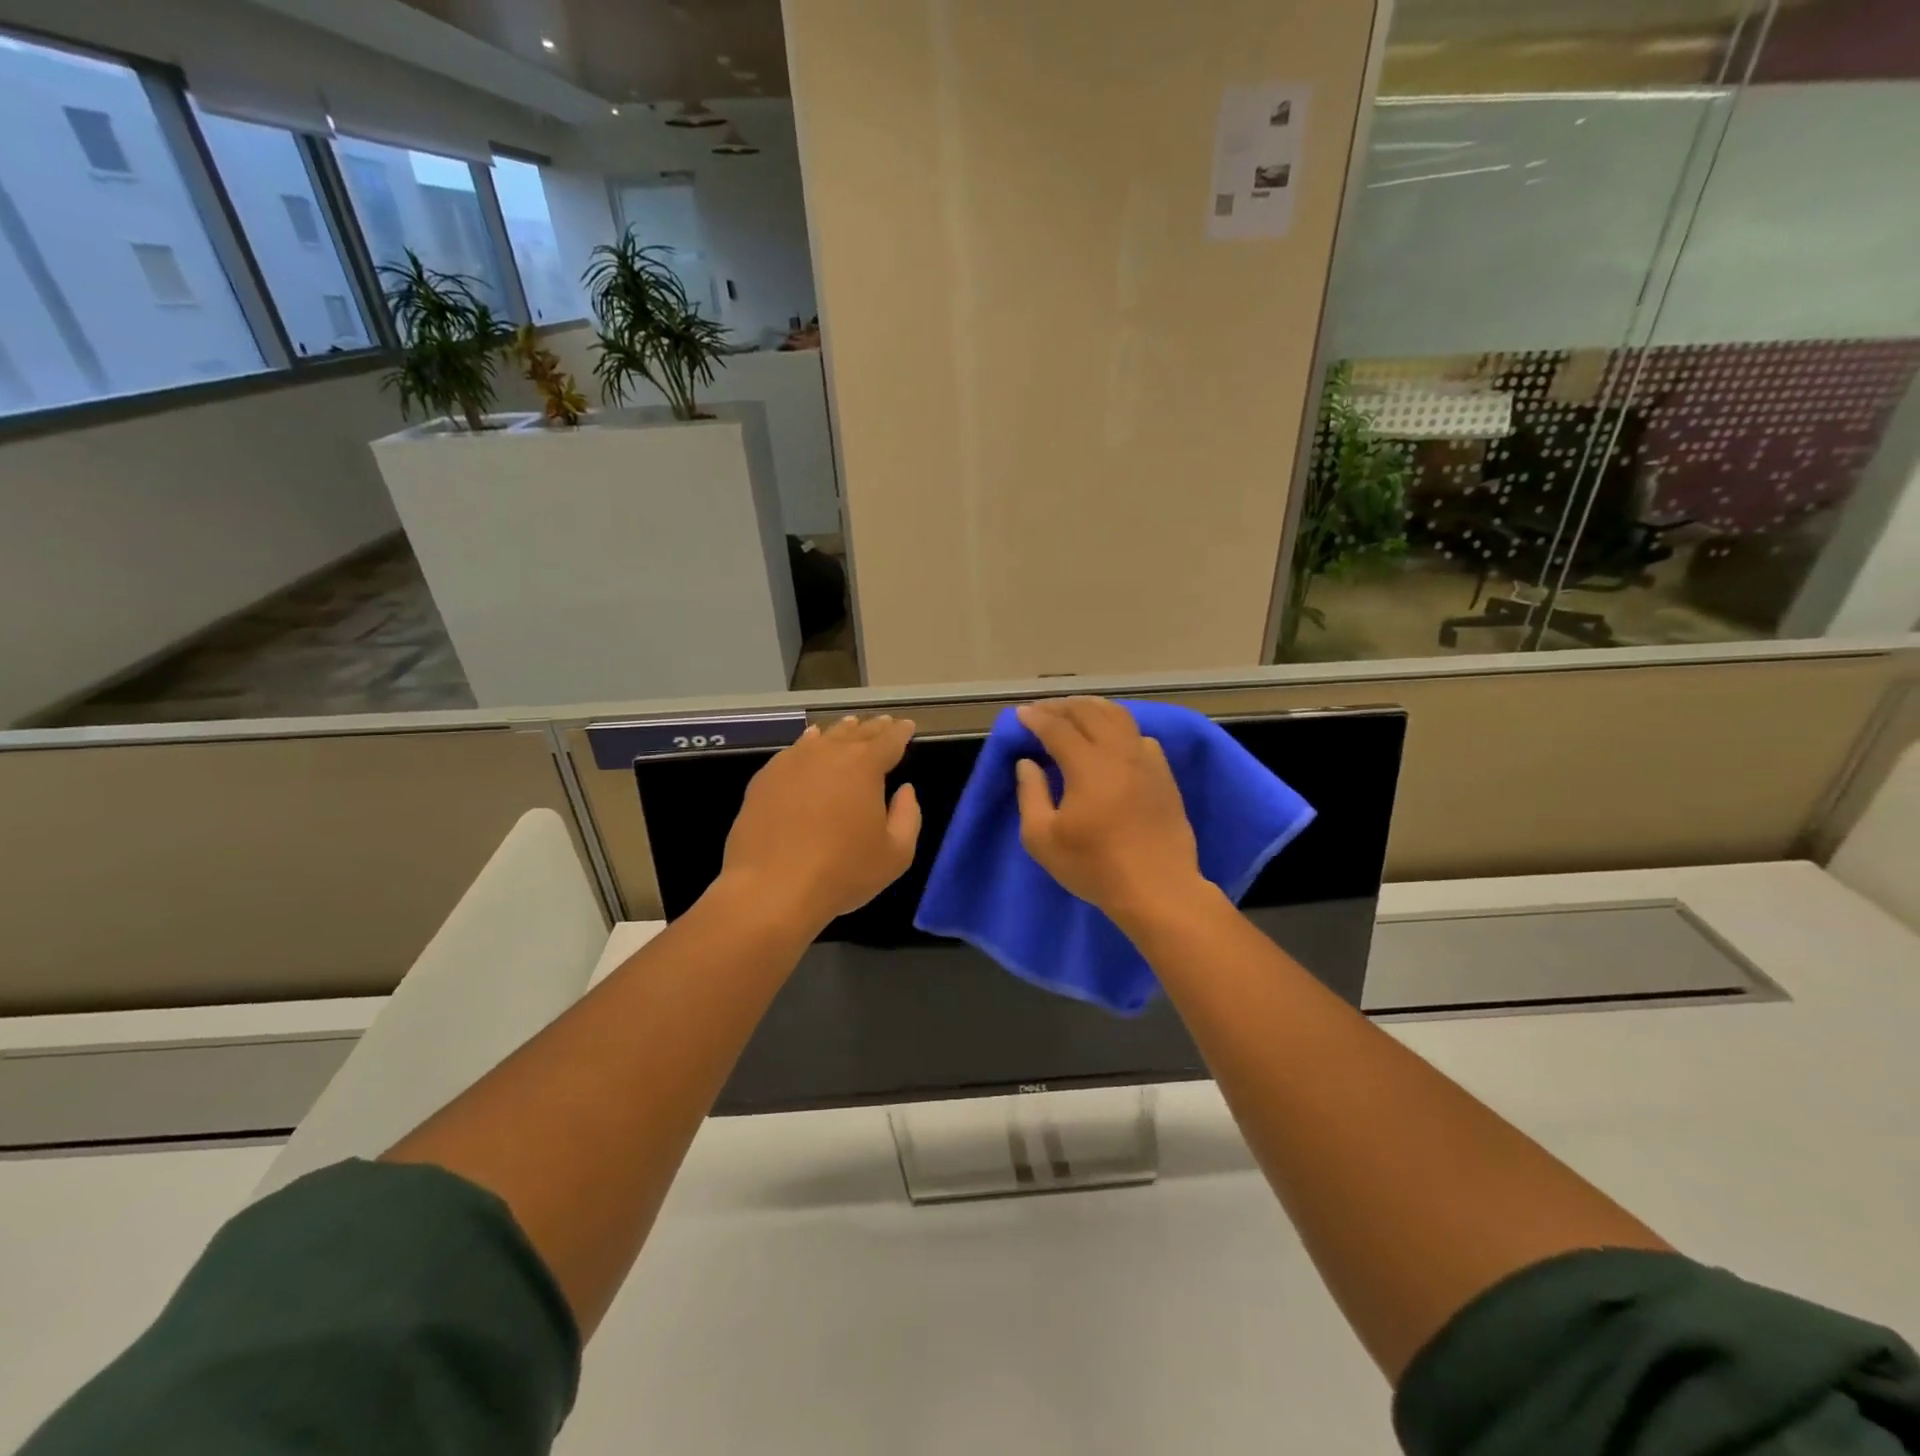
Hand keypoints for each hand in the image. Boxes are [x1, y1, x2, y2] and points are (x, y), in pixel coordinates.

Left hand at [720, 715, 921, 932]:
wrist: (772, 888)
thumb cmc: (842, 872)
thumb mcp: (896, 854)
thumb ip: (908, 816)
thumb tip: (905, 790)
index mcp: (865, 767)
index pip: (889, 740)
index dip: (901, 732)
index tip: (907, 726)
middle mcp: (829, 754)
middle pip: (857, 733)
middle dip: (873, 728)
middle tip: (884, 723)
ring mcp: (793, 762)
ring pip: (823, 737)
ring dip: (841, 731)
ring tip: (850, 727)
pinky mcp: (766, 778)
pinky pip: (794, 751)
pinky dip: (808, 743)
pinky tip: (810, 744)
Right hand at [1014, 698, 1205, 928]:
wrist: (1158, 889)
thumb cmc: (1095, 867)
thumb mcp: (1043, 839)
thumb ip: (1030, 795)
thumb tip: (1027, 764)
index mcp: (1087, 765)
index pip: (1057, 728)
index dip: (1036, 718)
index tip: (1021, 715)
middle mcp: (1119, 752)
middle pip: (1090, 712)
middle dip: (1062, 707)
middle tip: (1043, 711)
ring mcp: (1146, 761)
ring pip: (1119, 717)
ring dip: (1093, 709)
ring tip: (1075, 713)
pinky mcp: (1163, 775)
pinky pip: (1139, 736)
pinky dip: (1119, 727)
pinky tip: (1112, 738)